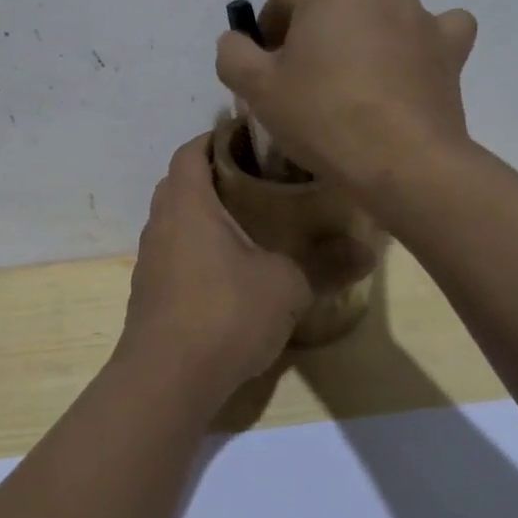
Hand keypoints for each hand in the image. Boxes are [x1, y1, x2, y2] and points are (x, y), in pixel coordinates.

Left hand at [120, 134, 312, 403]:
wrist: (166, 379)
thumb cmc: (225, 313)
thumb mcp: (286, 286)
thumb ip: (325, 264)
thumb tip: (368, 250)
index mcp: (188, 204)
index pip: (190, 151)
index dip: (214, 139)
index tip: (247, 140)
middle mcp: (161, 222)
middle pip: (180, 183)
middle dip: (211, 176)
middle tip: (254, 181)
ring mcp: (150, 258)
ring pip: (174, 220)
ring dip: (202, 215)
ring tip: (245, 224)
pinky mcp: (148, 291)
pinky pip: (171, 253)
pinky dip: (194, 249)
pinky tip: (225, 272)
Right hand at [214, 0, 477, 195]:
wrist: (402, 162)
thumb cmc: (322, 114)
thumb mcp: (255, 86)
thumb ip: (232, 52)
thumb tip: (236, 41)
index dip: (268, 35)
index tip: (267, 73)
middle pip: (330, 3)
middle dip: (313, 33)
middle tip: (303, 81)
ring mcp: (421, 12)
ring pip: (377, 14)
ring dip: (360, 36)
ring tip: (350, 84)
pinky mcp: (450, 46)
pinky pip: (432, 30)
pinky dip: (416, 43)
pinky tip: (405, 67)